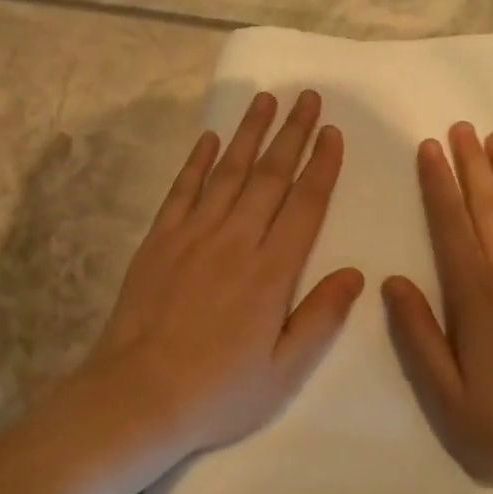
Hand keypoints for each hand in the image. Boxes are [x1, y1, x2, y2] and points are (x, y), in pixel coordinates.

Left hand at [71, 90, 365, 461]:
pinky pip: (182, 190)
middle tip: (307, 97)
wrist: (137, 395)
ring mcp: (193, 235)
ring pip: (227, 172)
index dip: (322, 165)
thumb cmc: (218, 390)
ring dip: (248, 133)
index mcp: (271, 272)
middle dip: (292, 134)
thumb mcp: (283, 370)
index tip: (332, 132)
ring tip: (265, 100)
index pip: (305, 204)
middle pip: (270, 176)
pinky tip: (209, 138)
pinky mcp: (159, 240)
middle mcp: (235, 241)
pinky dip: (197, 161)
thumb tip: (355, 273)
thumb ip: (321, 318)